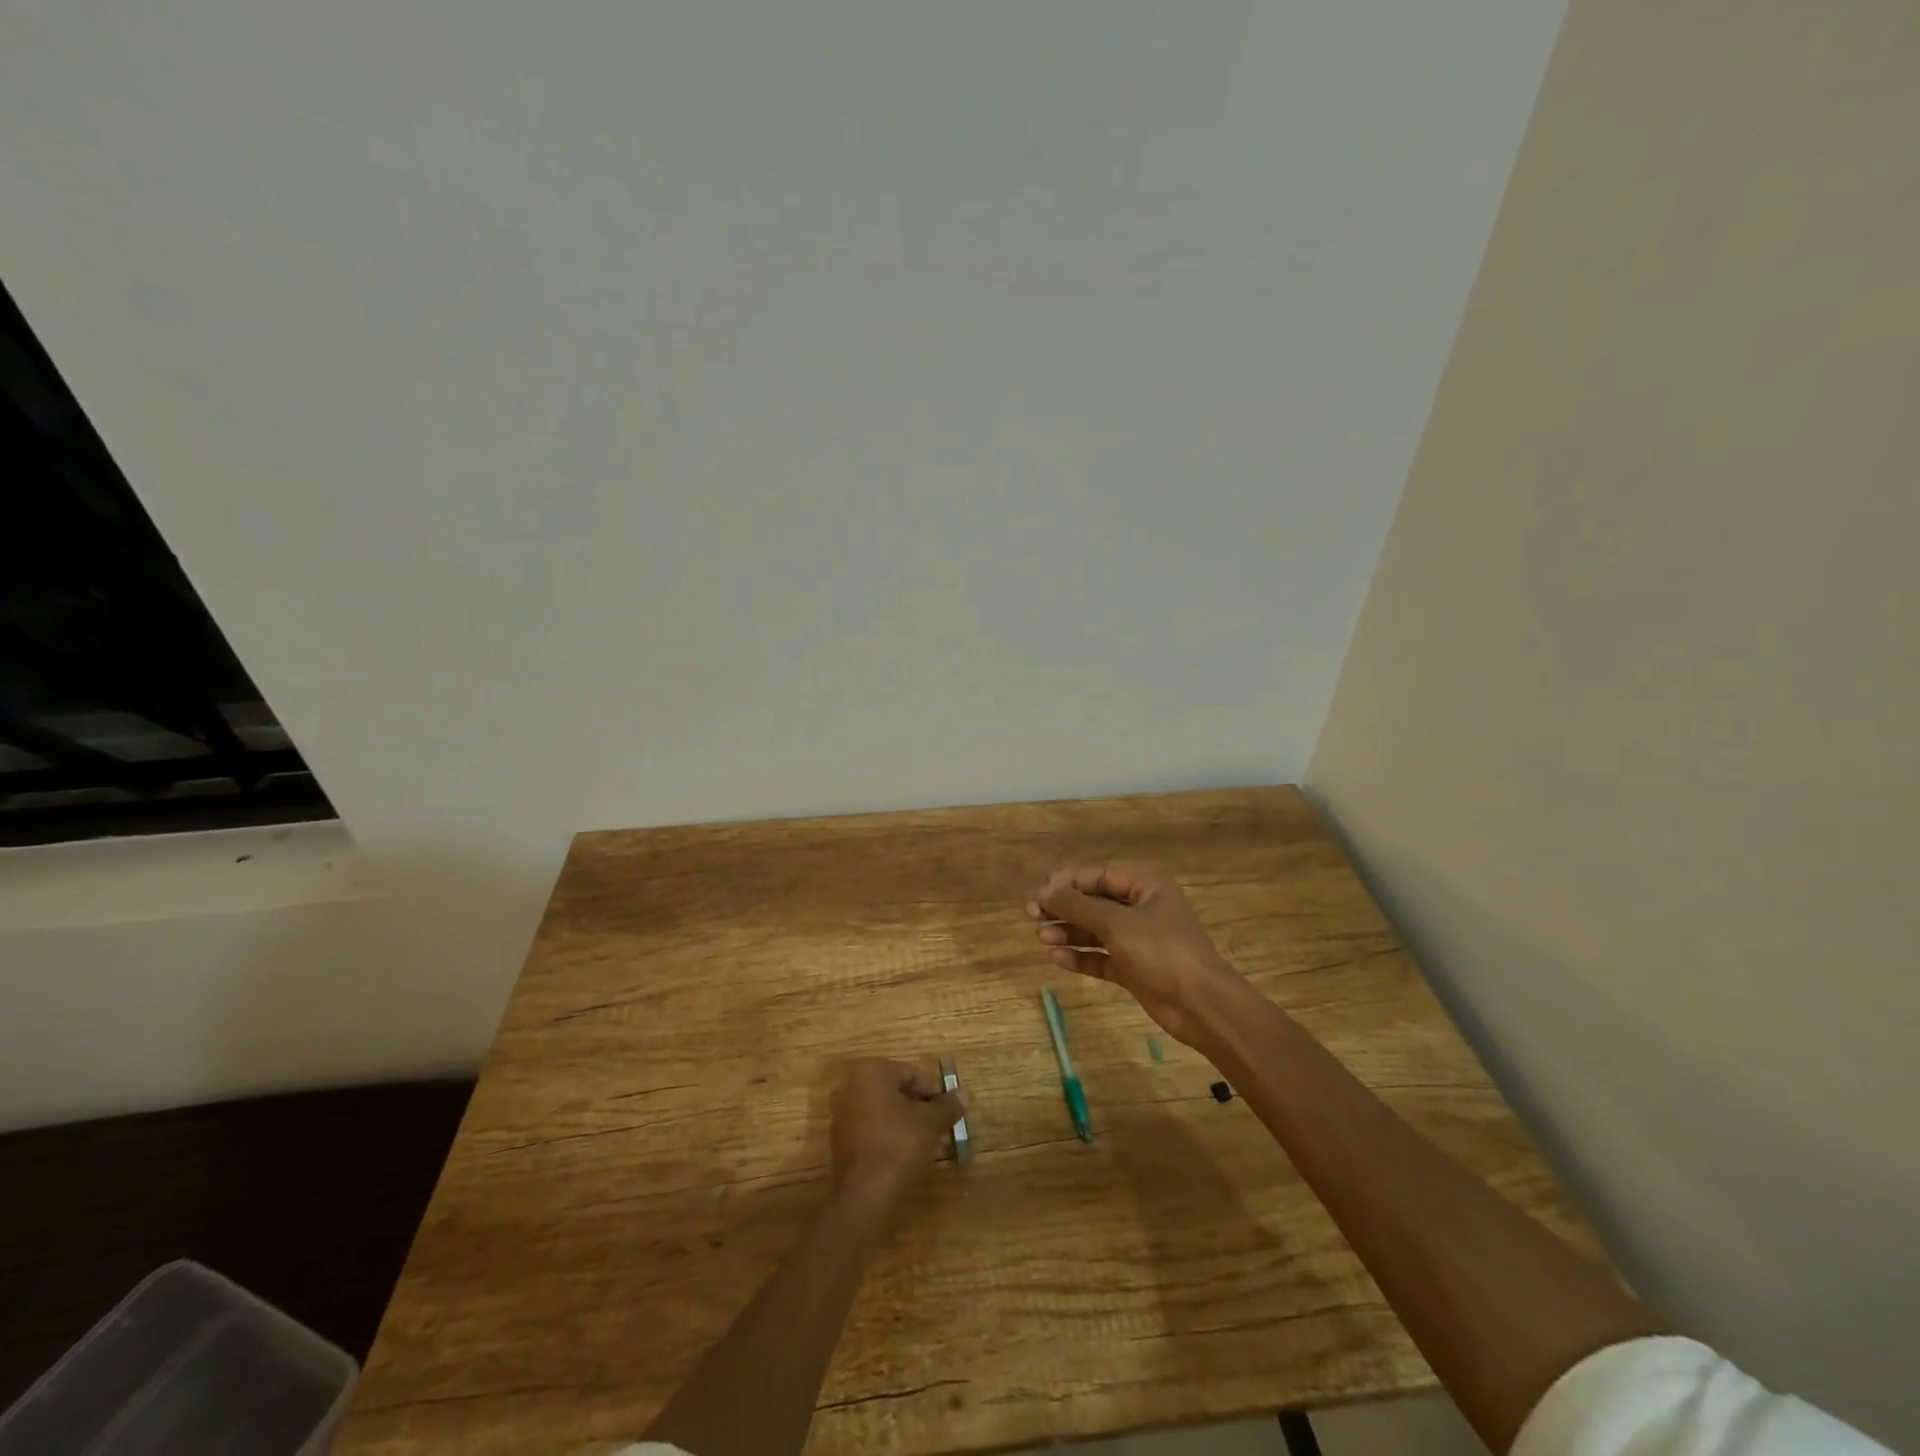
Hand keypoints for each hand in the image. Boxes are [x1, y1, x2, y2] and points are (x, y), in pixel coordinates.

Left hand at [829, 1058, 966, 1202]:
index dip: (934, 1091)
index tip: (949, 1110)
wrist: (865, 1194)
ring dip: (908, 1124)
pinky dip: (891, 1136)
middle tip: (942, 1127)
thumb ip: (947, 1105)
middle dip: (921, 1109)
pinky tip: (910, 1155)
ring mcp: (842, 1115)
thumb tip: (964, 1094)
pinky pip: (873, 1130)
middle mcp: (851, 1086)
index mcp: (870, 1071)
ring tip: (931, 1143)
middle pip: (896, 1092)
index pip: (911, 1073)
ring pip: (885, 1112)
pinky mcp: (840, 1141)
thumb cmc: (899, 1145)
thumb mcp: (930, 1123)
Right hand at [1026, 864, 1241, 1046]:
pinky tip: (1059, 959)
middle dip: (1064, 909)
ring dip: (1069, 932)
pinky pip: (1101, 956)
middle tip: (1033, 917)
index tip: (1040, 894)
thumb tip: (1044, 892)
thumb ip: (1077, 906)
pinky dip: (1081, 956)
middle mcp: (1141, 908)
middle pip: (1094, 902)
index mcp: (1145, 885)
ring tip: (1043, 940)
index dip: (1067, 883)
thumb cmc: (1161, 951)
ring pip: (1095, 930)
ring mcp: (1137, 939)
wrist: (1200, 1005)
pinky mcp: (1133, 968)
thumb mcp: (1116, 923)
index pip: (1098, 875)